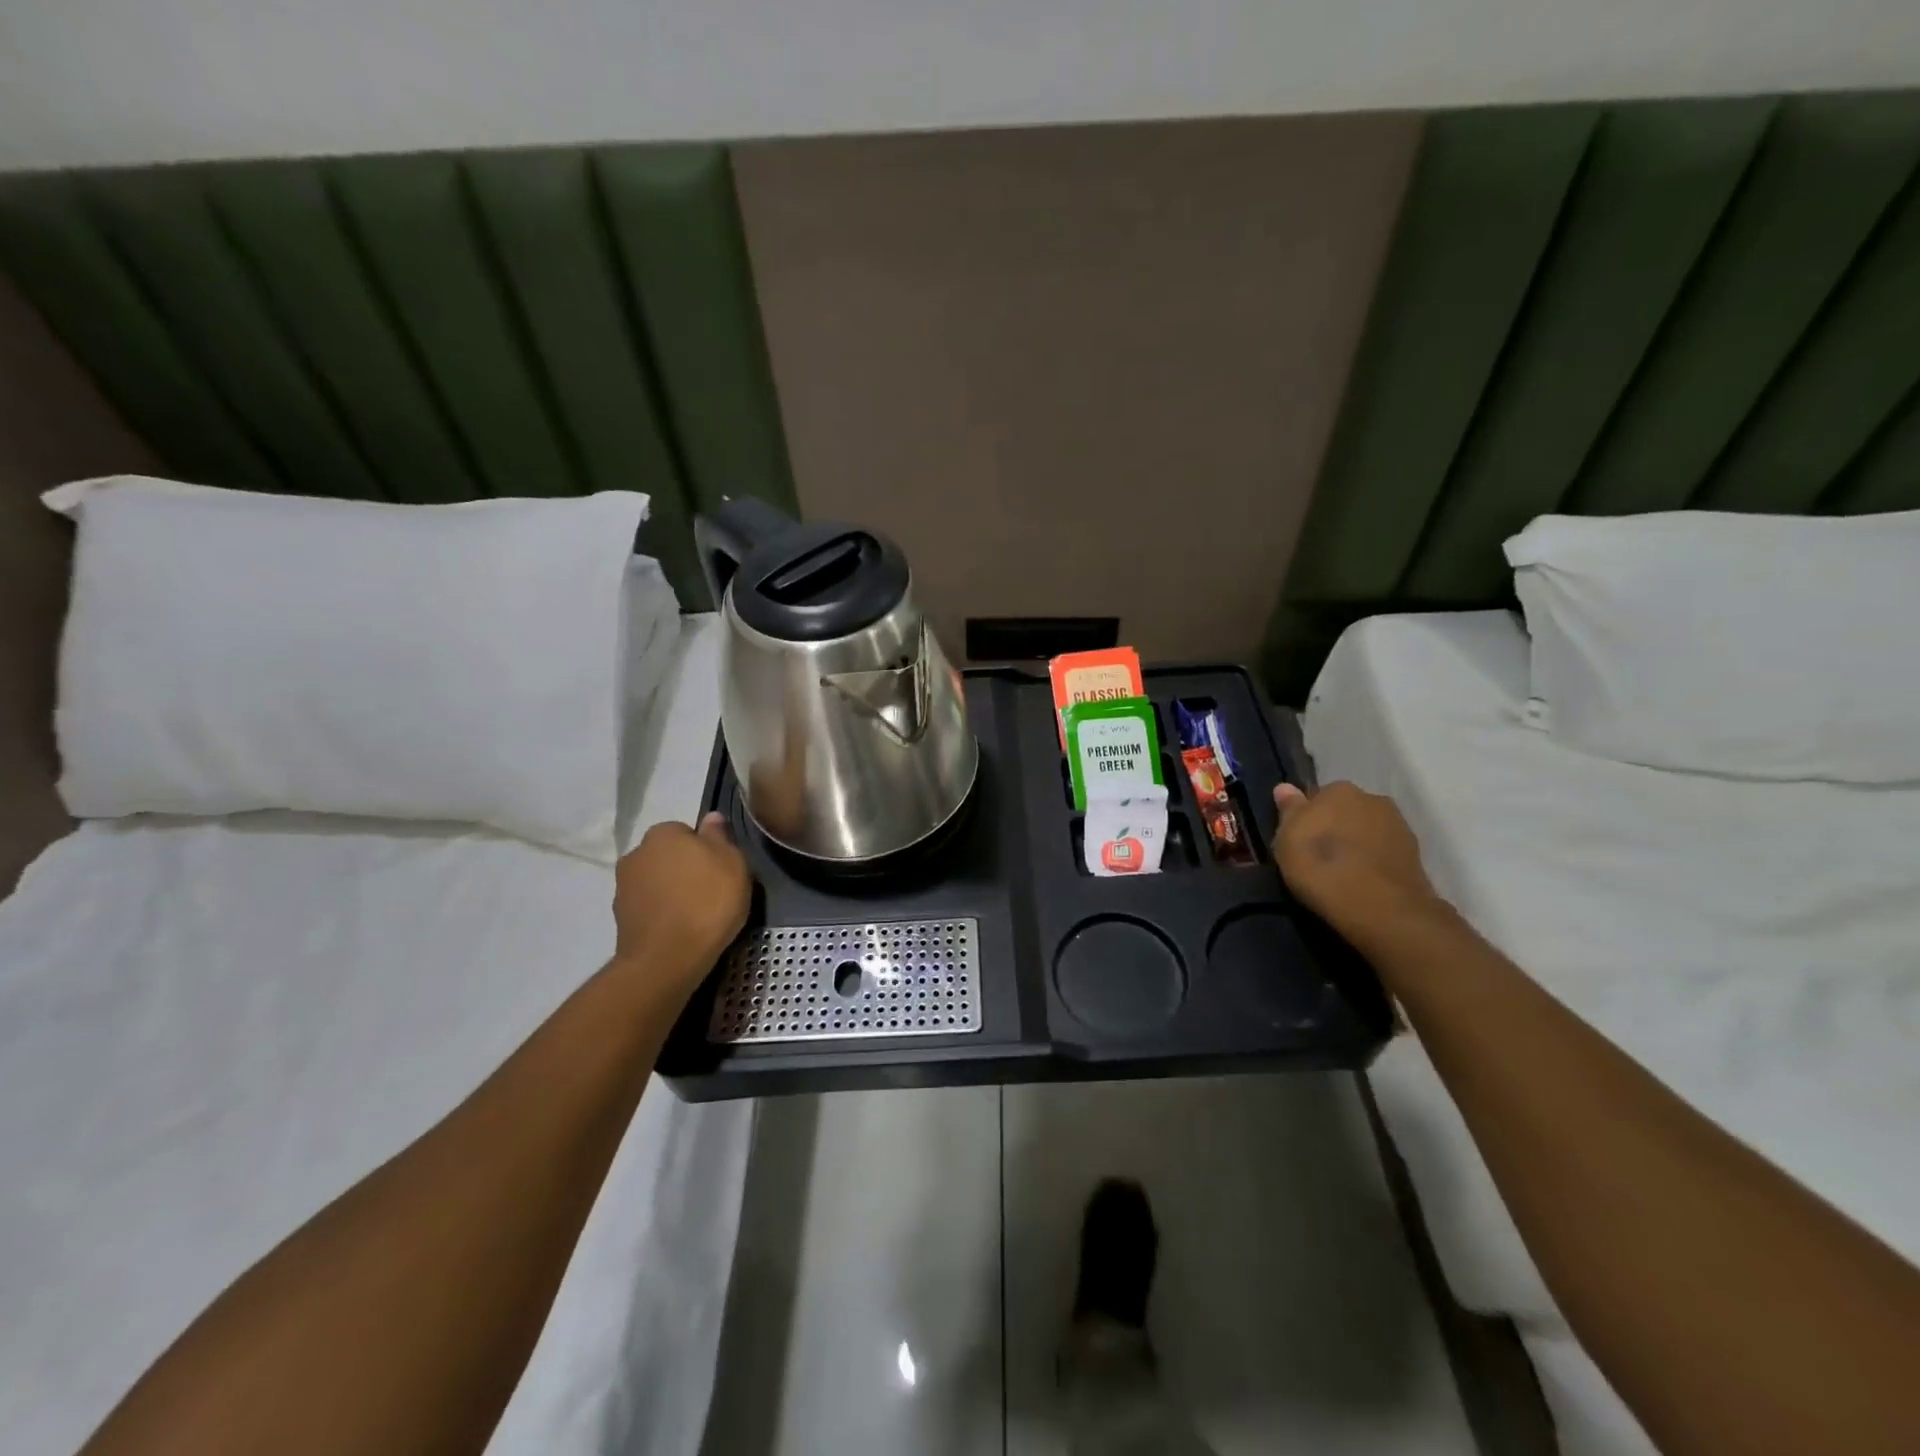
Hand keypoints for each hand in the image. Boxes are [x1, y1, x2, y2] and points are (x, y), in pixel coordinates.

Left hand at [612, 814, 752, 992]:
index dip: (706, 850)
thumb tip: (712, 817)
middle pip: (668, 855)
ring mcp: (623, 886)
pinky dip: (661, 913)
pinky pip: (648, 906)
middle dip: (685, 868)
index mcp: (663, 833)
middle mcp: (636, 853)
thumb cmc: (707, 902)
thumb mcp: (732, 863)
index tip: (720, 871)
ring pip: (656, 881)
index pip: (687, 832)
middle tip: (710, 891)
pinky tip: (679, 929)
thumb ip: (720, 836)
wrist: (667, 959)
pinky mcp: (619, 917)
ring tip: (695, 914)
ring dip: (671, 891)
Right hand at [1271, 781, 1446, 944]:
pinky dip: (1373, 861)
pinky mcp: (1416, 855)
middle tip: (1319, 856)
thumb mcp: (1287, 839)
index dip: (1308, 818)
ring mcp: (1399, 826)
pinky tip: (1362, 881)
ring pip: (1367, 830)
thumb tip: (1284, 787)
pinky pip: (1383, 852)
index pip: (1318, 796)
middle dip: (1335, 827)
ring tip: (1342, 872)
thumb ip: (1289, 810)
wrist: (1380, 908)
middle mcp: (1372, 798)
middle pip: (1346, 810)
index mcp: (1339, 789)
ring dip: (1356, 843)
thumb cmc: (1321, 867)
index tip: (1300, 840)